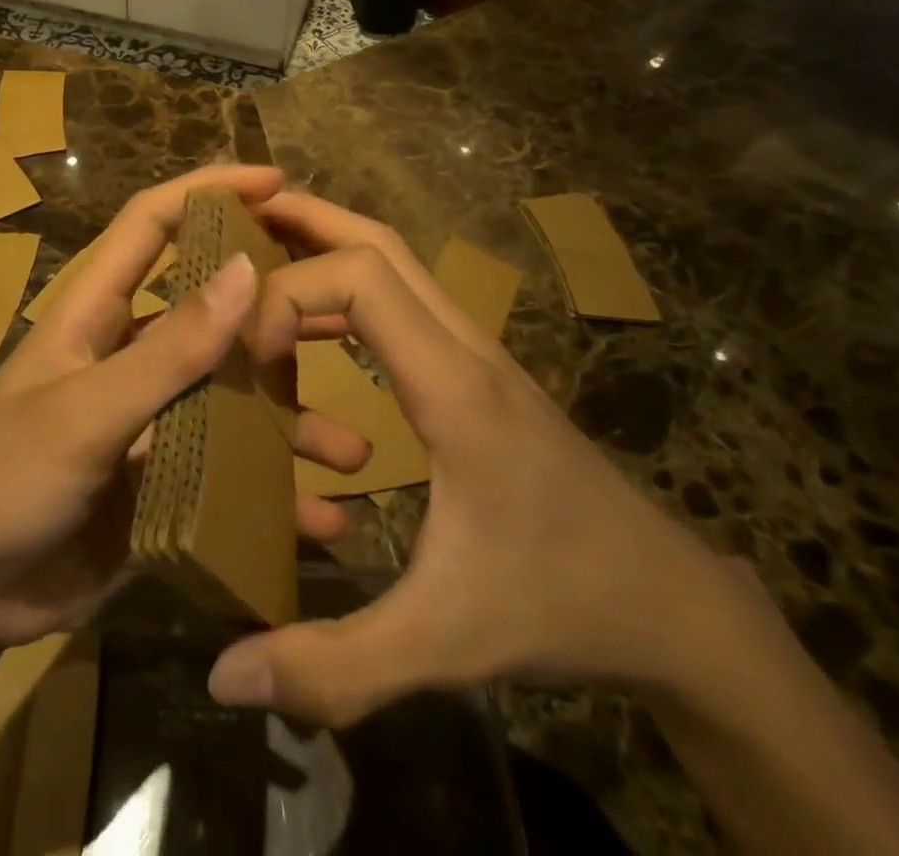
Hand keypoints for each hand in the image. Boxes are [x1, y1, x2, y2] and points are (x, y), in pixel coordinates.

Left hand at [0, 167, 370, 652]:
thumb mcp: (87, 411)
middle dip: (275, 307)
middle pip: (212, 309)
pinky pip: (227, 473)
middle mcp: (130, 353)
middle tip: (345, 309)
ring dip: (288, 418)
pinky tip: (320, 518)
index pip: (153, 222)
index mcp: (97, 311)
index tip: (277, 182)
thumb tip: (247, 270)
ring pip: (231, 396)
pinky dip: (270, 493)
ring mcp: (148, 418)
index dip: (209, 190)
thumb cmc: (2, 480)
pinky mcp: (160, 479)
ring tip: (351, 446)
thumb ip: (168, 349)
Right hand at [207, 191, 741, 725]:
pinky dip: (351, 291)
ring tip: (262, 260)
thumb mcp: (444, 642)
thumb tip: (225, 676)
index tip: (251, 358)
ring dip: (329, 248)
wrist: (673, 603)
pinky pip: (405, 303)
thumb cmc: (560, 604)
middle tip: (237, 221)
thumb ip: (337, 665)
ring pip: (397, 264)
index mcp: (453, 387)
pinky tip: (318, 329)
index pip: (362, 279)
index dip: (290, 294)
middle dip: (306, 221)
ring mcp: (477, 354)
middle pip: (381, 243)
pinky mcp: (478, 373)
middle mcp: (465, 348)